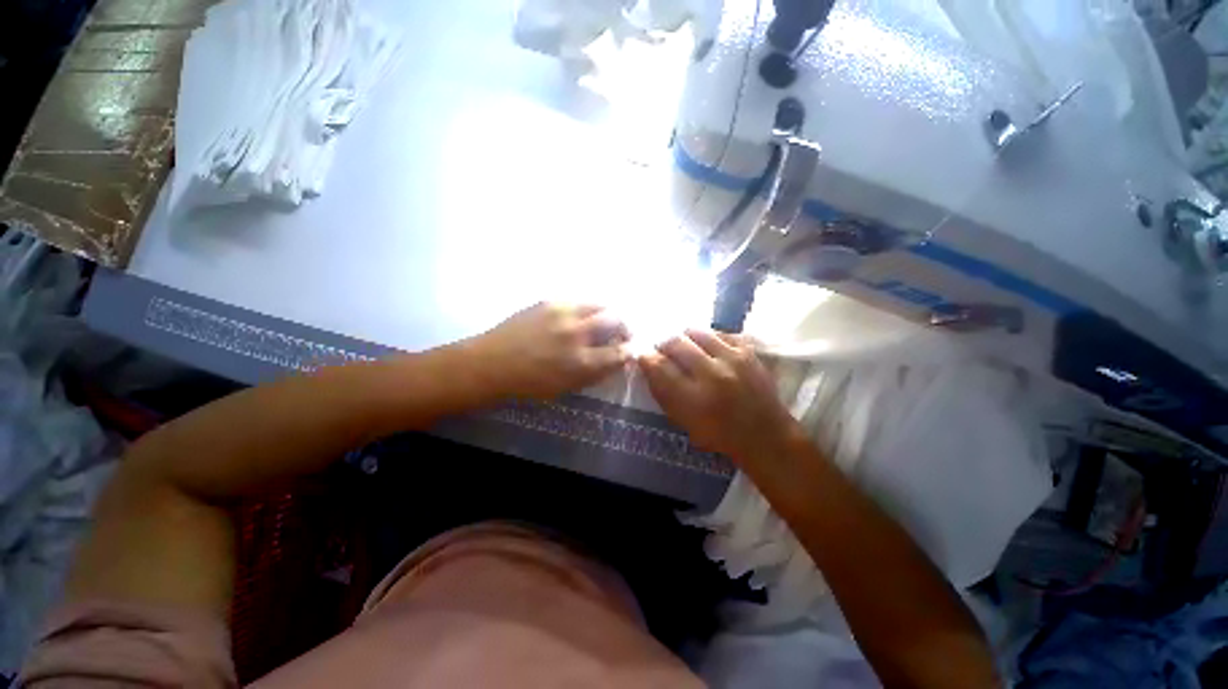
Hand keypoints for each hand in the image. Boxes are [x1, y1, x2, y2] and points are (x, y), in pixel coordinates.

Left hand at [469, 302, 630, 399]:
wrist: (491, 364)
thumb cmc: (529, 383)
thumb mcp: (566, 387)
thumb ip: (594, 373)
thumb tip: (615, 360)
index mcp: (581, 361)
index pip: (619, 352)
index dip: (628, 351)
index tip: (628, 350)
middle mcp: (577, 333)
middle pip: (615, 320)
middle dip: (623, 326)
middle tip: (620, 332)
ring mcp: (562, 313)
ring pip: (598, 304)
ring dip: (606, 313)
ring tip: (601, 320)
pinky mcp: (549, 301)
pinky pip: (577, 301)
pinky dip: (585, 309)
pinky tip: (577, 317)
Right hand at [638, 329, 799, 464]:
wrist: (765, 434)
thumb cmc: (718, 434)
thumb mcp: (683, 421)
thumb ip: (663, 392)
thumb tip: (648, 364)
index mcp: (693, 399)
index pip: (659, 366)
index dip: (646, 357)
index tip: (643, 356)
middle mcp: (712, 374)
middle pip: (675, 342)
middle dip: (663, 344)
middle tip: (662, 349)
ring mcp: (733, 359)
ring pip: (696, 332)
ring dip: (683, 338)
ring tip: (683, 346)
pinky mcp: (747, 351)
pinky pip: (718, 333)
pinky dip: (706, 338)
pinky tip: (706, 347)